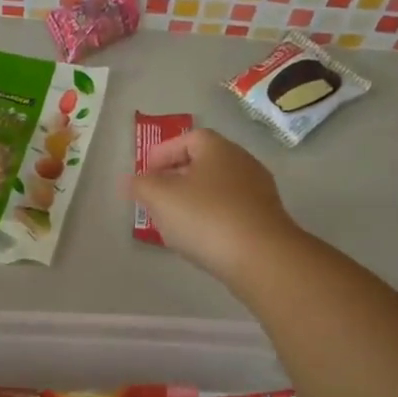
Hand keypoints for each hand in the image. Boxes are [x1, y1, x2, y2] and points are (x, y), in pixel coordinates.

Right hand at [127, 129, 301, 284]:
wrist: (262, 258)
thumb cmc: (206, 217)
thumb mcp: (160, 198)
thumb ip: (140, 185)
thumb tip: (131, 180)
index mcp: (218, 149)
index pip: (188, 138)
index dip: (163, 152)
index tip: (146, 173)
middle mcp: (242, 162)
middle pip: (204, 162)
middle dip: (176, 177)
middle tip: (156, 196)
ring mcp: (259, 192)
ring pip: (218, 188)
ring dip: (194, 199)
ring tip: (174, 220)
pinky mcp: (266, 220)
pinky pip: (231, 210)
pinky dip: (212, 218)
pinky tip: (200, 238)